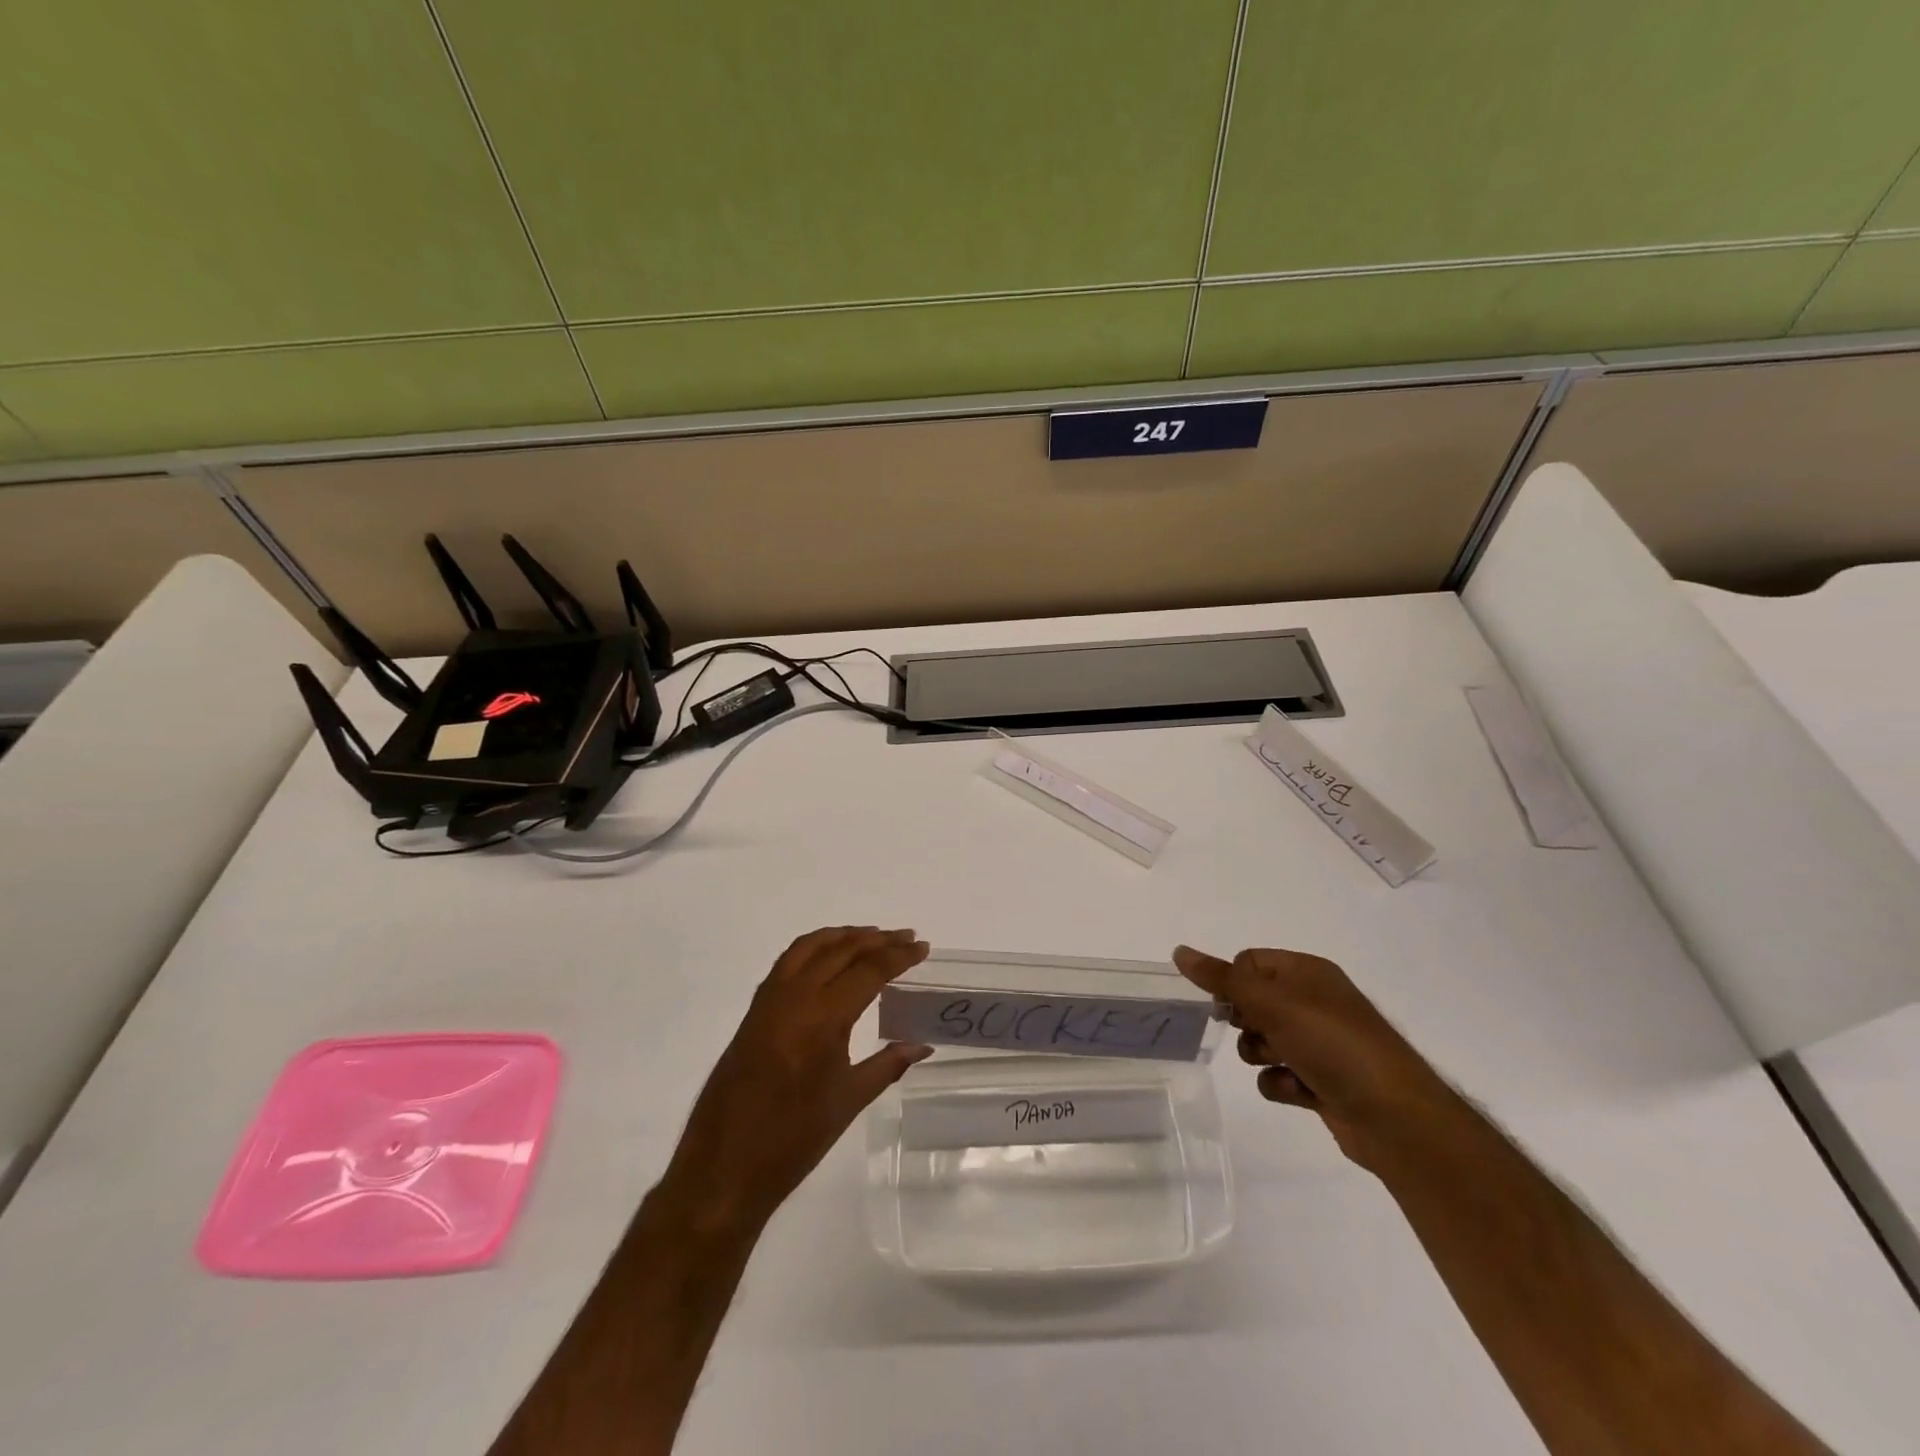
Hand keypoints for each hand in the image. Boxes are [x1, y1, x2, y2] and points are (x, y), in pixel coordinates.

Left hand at [660, 927, 932, 1231]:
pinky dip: (814, 948)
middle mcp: (794, 997)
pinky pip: (788, 961)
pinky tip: (829, 958)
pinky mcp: (754, 1010)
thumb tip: (922, 1046)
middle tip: (906, 937)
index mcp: (822, 1018)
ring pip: (810, 947)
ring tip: (872, 937)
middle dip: (877, 940)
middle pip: (841, 950)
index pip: (868, 970)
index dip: (898, 955)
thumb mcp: (848, 1102)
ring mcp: (769, 1000)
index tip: (922, 947)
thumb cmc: (793, 1140)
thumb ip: (887, 1065)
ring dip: (844, 936)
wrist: (724, 1168)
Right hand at [1173, 945, 1455, 1170]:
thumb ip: (1223, 979)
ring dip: (1260, 1055)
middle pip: (1253, 1002)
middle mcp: (1314, 1003)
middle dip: (1246, 1022)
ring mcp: (1320, 1044)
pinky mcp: (1322, 1081)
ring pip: (1262, 1041)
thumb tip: (1179, 951)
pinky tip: (1297, 1092)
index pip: (1250, 962)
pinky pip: (1278, 1075)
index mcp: (1308, 973)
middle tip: (1258, 1034)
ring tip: (1280, 1065)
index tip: (1229, 1006)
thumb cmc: (1333, 1045)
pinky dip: (1280, 1084)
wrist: (1396, 1118)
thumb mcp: (1272, 1003)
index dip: (1234, 983)